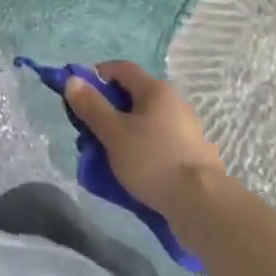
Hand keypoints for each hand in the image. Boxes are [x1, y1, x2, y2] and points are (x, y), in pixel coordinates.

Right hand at [65, 60, 227, 217]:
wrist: (203, 206)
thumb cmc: (153, 161)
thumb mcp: (113, 133)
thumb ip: (91, 106)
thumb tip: (72, 80)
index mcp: (156, 89)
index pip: (121, 68)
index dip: (97, 76)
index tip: (81, 96)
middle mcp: (174, 102)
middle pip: (133, 96)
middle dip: (108, 111)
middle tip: (92, 133)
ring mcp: (187, 129)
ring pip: (146, 122)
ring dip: (125, 133)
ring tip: (110, 159)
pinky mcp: (193, 155)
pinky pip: (159, 143)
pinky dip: (143, 150)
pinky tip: (135, 173)